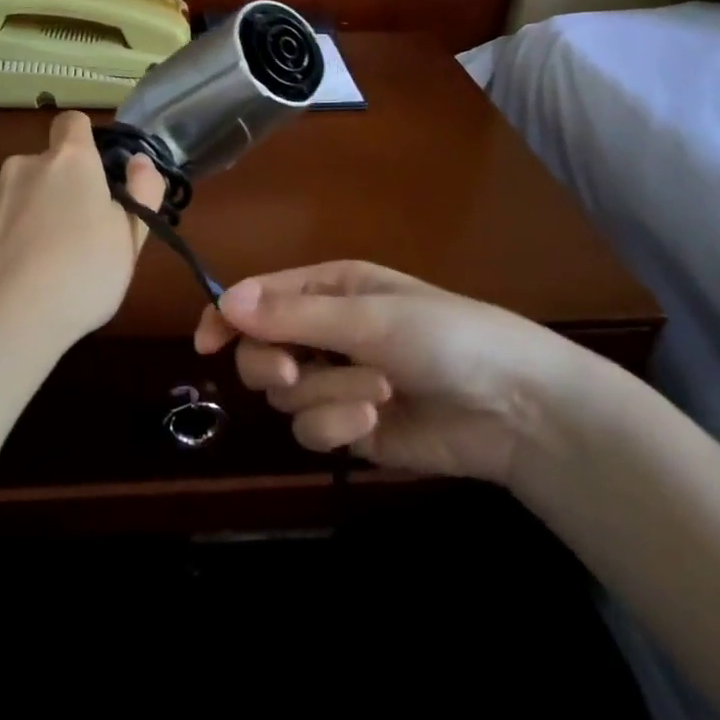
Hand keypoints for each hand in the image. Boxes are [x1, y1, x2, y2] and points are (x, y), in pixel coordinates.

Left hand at [0, 110, 165, 353]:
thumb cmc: (78, 278)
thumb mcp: (129, 242)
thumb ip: (143, 192)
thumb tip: (139, 161)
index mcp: (68, 163)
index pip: (72, 124)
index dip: (82, 142)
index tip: (90, 177)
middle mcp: (18, 167)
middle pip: (38, 169)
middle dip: (49, 194)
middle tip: (65, 243)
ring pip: (3, 200)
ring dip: (15, 221)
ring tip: (24, 272)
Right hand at [192, 261, 598, 485]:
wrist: (514, 407)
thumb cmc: (445, 336)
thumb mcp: (368, 317)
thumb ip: (293, 314)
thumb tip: (223, 301)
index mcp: (327, 290)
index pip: (257, 299)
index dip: (225, 317)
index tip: (205, 344)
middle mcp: (324, 333)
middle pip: (260, 352)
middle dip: (273, 363)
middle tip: (294, 370)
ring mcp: (335, 383)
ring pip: (285, 396)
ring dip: (326, 395)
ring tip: (377, 392)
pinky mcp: (348, 428)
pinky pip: (311, 429)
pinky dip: (336, 425)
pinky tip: (373, 422)